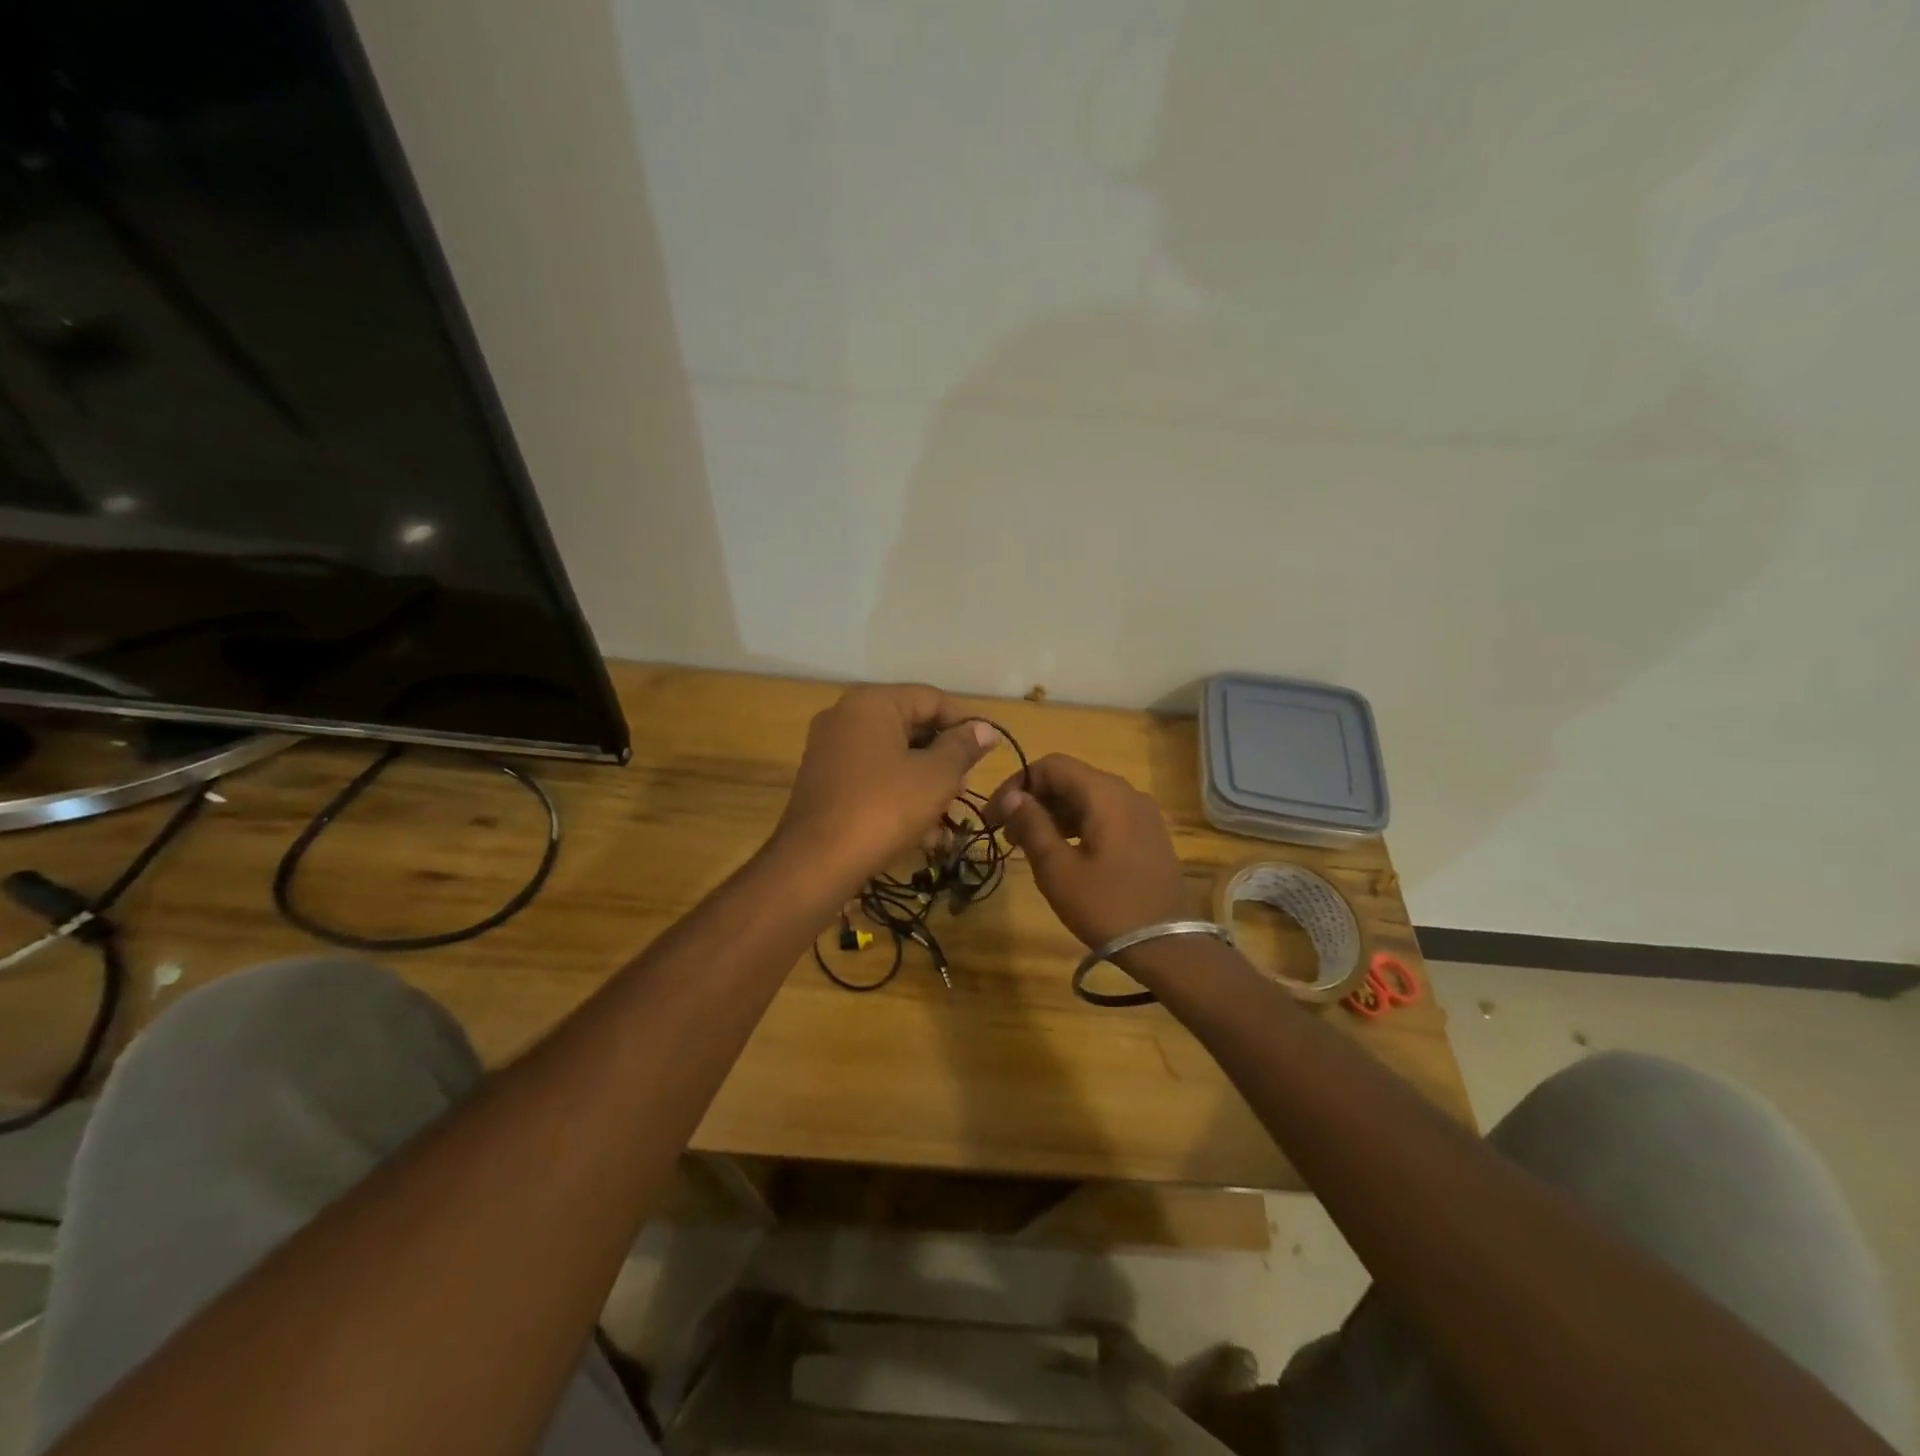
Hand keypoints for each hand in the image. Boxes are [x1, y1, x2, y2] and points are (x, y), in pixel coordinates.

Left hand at [774, 684, 996, 890]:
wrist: (815, 863)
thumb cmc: (884, 809)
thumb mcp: (936, 777)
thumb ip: (963, 747)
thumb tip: (985, 729)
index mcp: (872, 703)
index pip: (931, 698)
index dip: (965, 722)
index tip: (989, 751)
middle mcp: (846, 717)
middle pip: (910, 726)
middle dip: (944, 757)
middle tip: (966, 786)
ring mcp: (830, 751)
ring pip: (892, 756)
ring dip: (924, 782)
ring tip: (948, 813)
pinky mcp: (824, 783)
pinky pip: (872, 778)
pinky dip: (898, 795)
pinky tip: (922, 832)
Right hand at [986, 753, 1190, 950]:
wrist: (1167, 947)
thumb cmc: (1106, 905)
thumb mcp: (1058, 869)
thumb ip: (1032, 825)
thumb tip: (1012, 796)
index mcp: (1104, 793)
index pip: (1051, 765)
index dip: (1016, 784)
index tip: (994, 816)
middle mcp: (1126, 792)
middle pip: (1070, 779)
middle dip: (1034, 800)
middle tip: (1007, 835)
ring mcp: (1142, 813)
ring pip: (1087, 798)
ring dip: (1053, 814)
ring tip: (1029, 846)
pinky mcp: (1148, 834)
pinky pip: (1105, 815)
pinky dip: (1077, 824)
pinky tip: (1062, 853)